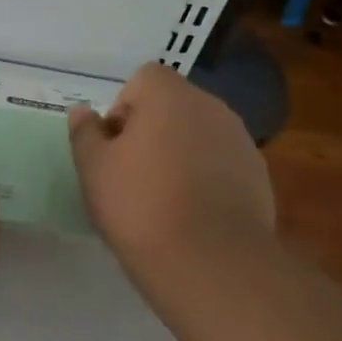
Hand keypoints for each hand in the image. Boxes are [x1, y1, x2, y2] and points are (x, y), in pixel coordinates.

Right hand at [68, 64, 275, 301]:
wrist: (210, 262)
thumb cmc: (140, 206)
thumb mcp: (94, 169)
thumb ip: (85, 133)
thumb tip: (82, 111)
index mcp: (169, 96)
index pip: (144, 78)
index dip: (123, 108)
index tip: (114, 147)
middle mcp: (211, 106)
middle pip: (173, 104)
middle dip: (152, 129)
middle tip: (133, 173)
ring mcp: (240, 139)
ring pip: (199, 133)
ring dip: (181, 151)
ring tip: (164, 195)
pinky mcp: (258, 174)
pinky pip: (221, 162)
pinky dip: (206, 175)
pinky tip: (193, 211)